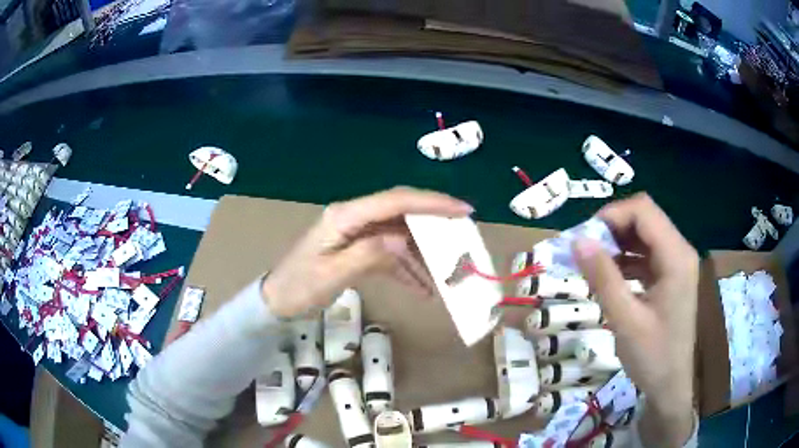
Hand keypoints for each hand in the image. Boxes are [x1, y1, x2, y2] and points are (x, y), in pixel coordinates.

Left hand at [261, 187, 472, 317]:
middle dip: (434, 225)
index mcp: (346, 216)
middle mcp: (355, 218)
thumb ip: (368, 255)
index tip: (462, 210)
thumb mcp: (332, 274)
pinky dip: (407, 270)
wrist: (277, 300)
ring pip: (400, 236)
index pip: (395, 201)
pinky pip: (390, 255)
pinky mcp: (358, 249)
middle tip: (463, 238)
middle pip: (402, 213)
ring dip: (423, 255)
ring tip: (446, 275)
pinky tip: (423, 289)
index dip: (431, 202)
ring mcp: (357, 233)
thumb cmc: (299, 286)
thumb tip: (402, 243)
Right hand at [573, 193, 697, 446]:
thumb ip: (603, 278)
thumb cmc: (652, 357)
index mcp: (676, 257)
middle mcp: (680, 251)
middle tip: (585, 251)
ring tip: (592, 264)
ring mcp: (677, 264)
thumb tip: (577, 241)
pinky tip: (609, 277)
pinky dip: (626, 259)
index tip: (584, 237)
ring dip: (617, 244)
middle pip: (645, 219)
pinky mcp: (671, 277)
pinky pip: (646, 255)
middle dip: (612, 229)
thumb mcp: (625, 320)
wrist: (670, 386)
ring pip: (644, 235)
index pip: (643, 211)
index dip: (612, 215)